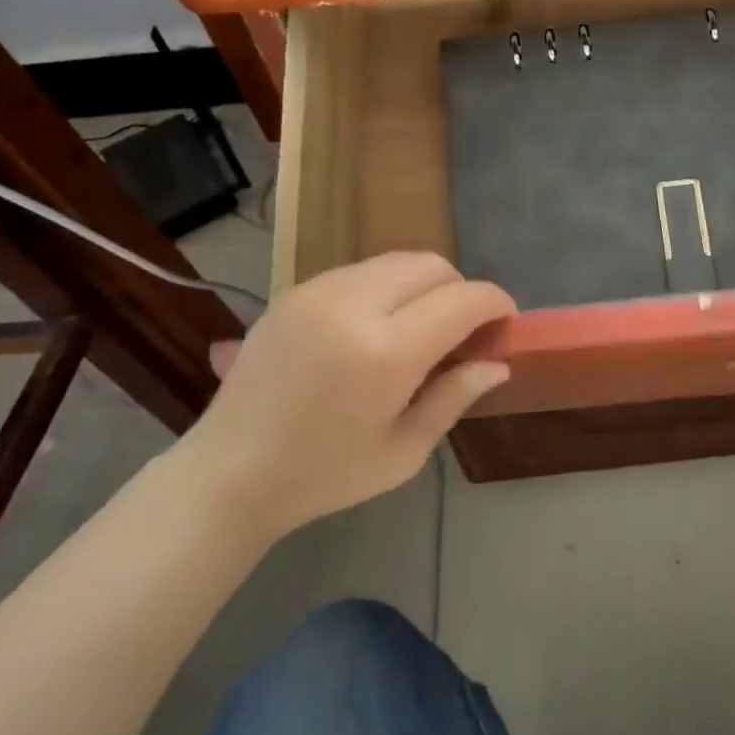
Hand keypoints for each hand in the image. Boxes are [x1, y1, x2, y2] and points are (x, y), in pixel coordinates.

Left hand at [172, 253, 514, 542]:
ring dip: (423, 286)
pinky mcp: (294, 291)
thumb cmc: (325, 474)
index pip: (464, 299)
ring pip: (396, 260)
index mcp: (387, 352)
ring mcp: (318, 291)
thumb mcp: (404, 450)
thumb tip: (498, 364)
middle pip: (432, 265)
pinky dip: (386, 287)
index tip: (505, 323)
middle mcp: (353, 305)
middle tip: (461, 332)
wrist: (228, 472)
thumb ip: (454, 397)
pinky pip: (360, 271)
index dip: (496, 304)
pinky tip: (376, 327)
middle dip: (460, 290)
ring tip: (418, 329)